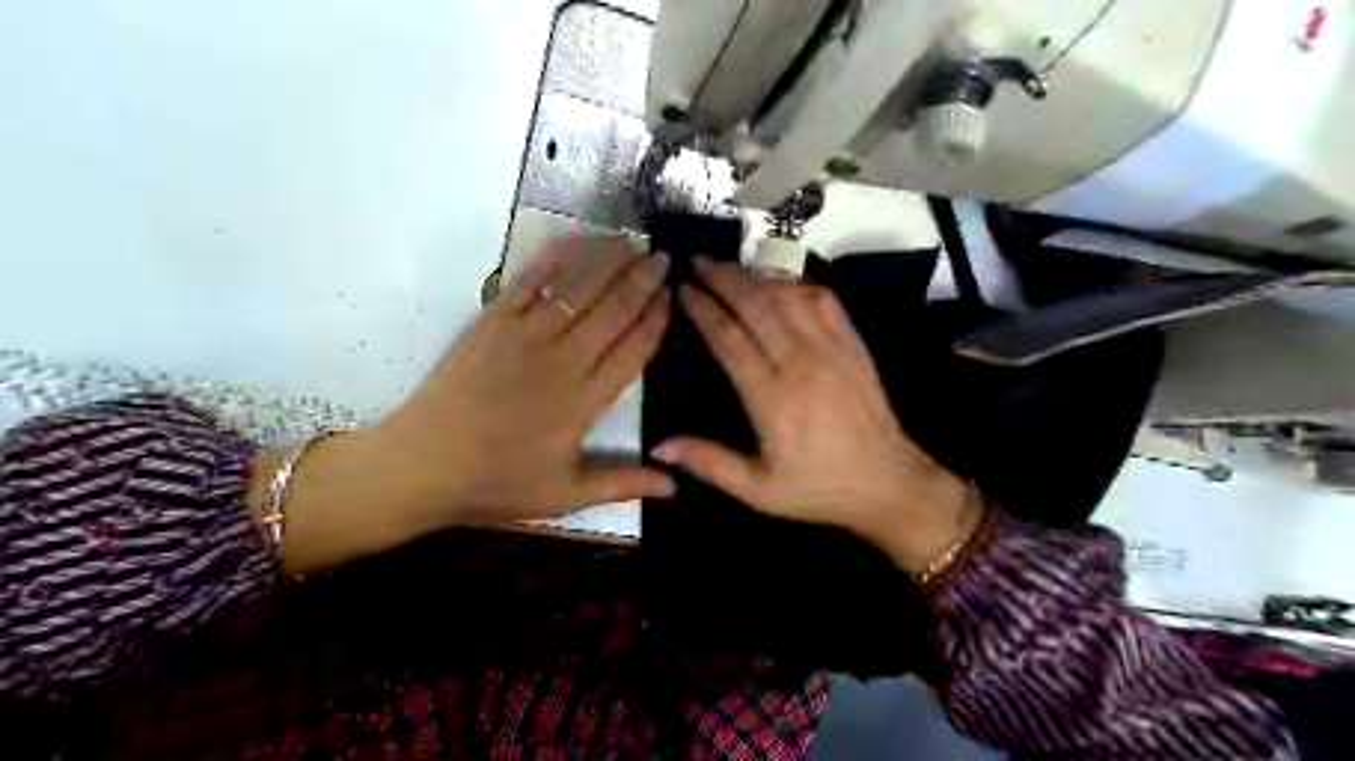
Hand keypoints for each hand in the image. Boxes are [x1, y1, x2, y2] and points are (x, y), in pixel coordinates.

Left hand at [373, 234, 677, 525]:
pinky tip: (577, 238)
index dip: (657, 319)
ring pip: (578, 287)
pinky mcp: (493, 321)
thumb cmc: (497, 483)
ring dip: (609, 260)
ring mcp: (525, 335)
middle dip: (643, 279)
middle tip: (662, 257)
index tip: (673, 296)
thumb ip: (623, 483)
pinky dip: (557, 255)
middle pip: (613, 309)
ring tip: (632, 240)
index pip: (634, 349)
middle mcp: (563, 359)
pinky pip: (531, 279)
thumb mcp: (566, 495)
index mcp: (585, 401)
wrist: (422, 465)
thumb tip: (677, 488)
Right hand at [654, 259, 974, 573]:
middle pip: (755, 307)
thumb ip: (710, 463)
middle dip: (723, 279)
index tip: (682, 289)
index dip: (703, 309)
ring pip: (786, 297)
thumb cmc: (818, 487)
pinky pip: (823, 301)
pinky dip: (797, 284)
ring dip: (755, 276)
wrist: (887, 482)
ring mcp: (830, 349)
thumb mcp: (759, 491)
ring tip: (729, 267)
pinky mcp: (852, 344)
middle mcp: (799, 363)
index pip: (729, 339)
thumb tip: (658, 446)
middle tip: (696, 262)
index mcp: (772, 398)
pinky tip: (780, 282)